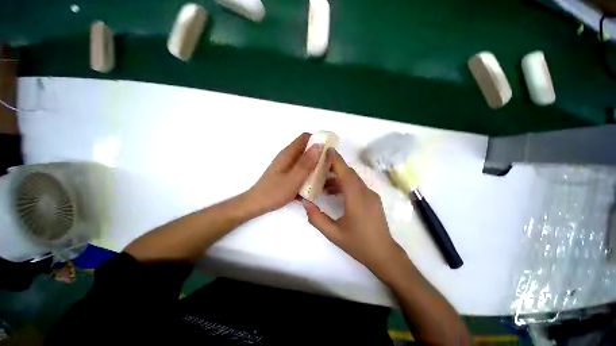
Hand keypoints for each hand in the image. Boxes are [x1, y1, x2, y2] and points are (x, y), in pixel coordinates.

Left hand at [247, 133, 322, 214]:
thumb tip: (319, 145)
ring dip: (314, 166)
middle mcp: (288, 156)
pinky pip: (301, 169)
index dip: (318, 140)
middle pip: (306, 149)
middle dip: (319, 155)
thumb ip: (306, 163)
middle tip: (329, 167)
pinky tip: (312, 185)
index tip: (329, 150)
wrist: (257, 204)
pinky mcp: (287, 174)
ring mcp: (287, 165)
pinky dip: (308, 174)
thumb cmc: (274, 192)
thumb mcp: (293, 178)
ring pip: (305, 160)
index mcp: (288, 153)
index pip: (306, 137)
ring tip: (323, 177)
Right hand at [301, 148, 404, 277]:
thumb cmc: (358, 244)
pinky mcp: (372, 199)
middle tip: (319, 166)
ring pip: (353, 179)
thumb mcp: (333, 233)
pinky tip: (335, 193)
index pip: (345, 174)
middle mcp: (365, 193)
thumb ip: (316, 218)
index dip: (336, 161)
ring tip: (323, 185)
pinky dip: (345, 185)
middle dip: (335, 167)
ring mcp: (371, 195)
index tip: (328, 150)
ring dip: (338, 178)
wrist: (384, 254)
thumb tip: (305, 203)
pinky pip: (357, 186)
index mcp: (356, 199)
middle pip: (349, 173)